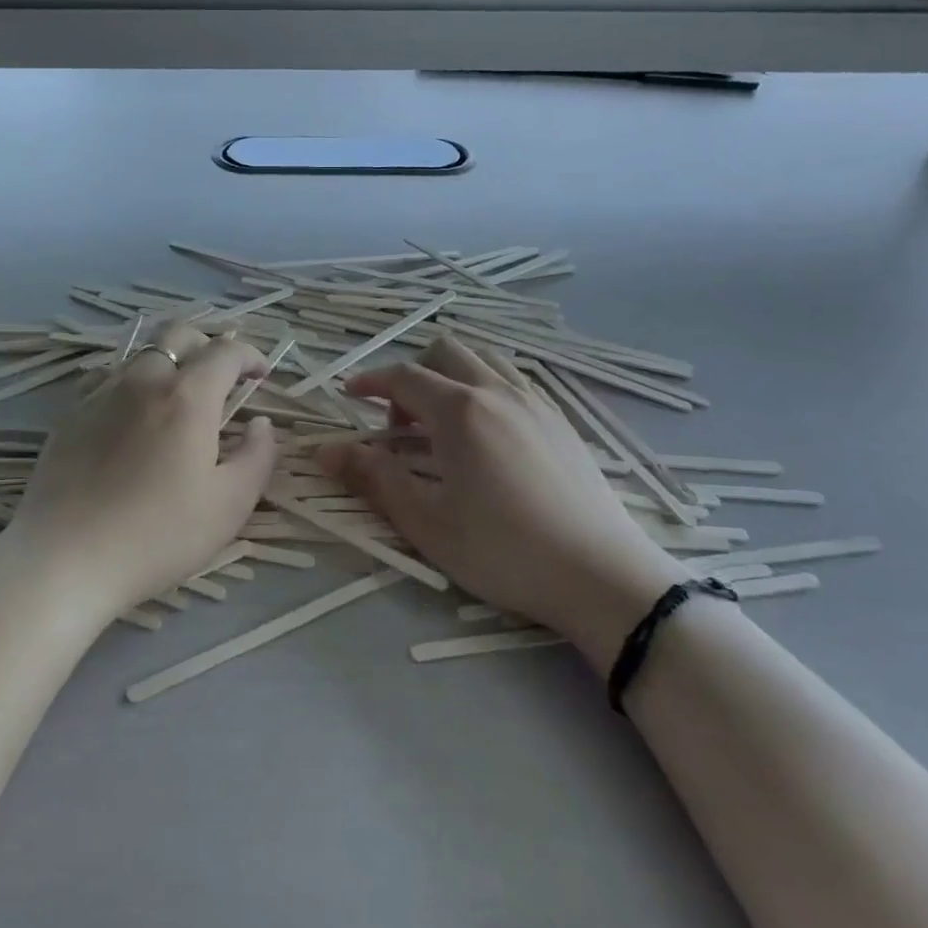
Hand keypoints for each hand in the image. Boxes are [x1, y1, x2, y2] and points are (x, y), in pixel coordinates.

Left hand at [4, 321, 278, 621]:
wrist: (65, 559)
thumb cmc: (158, 536)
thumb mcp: (229, 506)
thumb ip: (257, 457)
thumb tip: (261, 423)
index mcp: (187, 397)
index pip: (225, 352)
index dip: (249, 355)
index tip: (260, 375)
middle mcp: (143, 381)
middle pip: (178, 334)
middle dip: (207, 345)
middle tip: (221, 378)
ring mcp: (101, 394)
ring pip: (140, 354)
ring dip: (168, 362)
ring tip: (177, 397)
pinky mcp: (70, 415)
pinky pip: (107, 379)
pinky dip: (131, 383)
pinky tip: (131, 415)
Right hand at [320, 338, 687, 669]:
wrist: (602, 575)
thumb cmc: (505, 551)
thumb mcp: (427, 522)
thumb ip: (374, 478)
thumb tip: (325, 450)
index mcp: (460, 411)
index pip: (403, 376)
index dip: (370, 381)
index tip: (348, 396)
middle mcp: (497, 392)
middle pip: (444, 351)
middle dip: (411, 374)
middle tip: (400, 423)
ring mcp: (535, 402)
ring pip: (483, 359)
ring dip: (451, 375)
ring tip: (442, 423)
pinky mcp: (561, 420)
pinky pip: (513, 380)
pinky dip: (485, 387)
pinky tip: (487, 434)